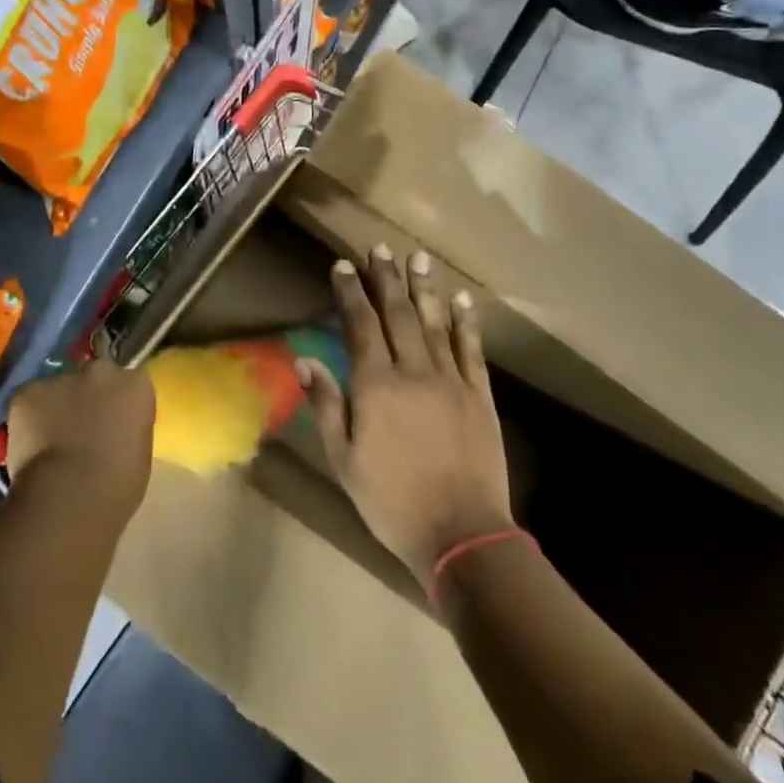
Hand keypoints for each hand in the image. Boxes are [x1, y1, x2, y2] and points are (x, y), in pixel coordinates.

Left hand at [6, 359, 155, 517]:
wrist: (69, 496)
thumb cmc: (116, 486)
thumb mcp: (138, 454)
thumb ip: (127, 430)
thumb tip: (112, 433)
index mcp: (136, 386)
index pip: (130, 384)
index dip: (118, 404)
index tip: (113, 425)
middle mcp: (101, 372)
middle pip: (95, 377)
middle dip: (88, 397)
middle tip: (81, 429)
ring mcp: (62, 379)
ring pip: (59, 389)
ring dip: (57, 407)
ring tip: (50, 443)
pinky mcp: (27, 393)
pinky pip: (28, 402)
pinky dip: (27, 419)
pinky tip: (28, 446)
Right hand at [300, 246, 511, 582]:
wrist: (462, 534)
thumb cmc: (392, 501)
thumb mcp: (344, 460)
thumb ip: (326, 405)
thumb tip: (304, 359)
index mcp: (376, 386)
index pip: (360, 325)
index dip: (351, 292)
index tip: (343, 265)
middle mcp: (413, 371)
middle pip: (397, 314)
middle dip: (386, 278)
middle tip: (380, 248)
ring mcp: (450, 379)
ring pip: (434, 322)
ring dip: (424, 287)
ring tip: (418, 257)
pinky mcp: (479, 394)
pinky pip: (471, 348)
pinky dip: (466, 321)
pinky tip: (462, 299)